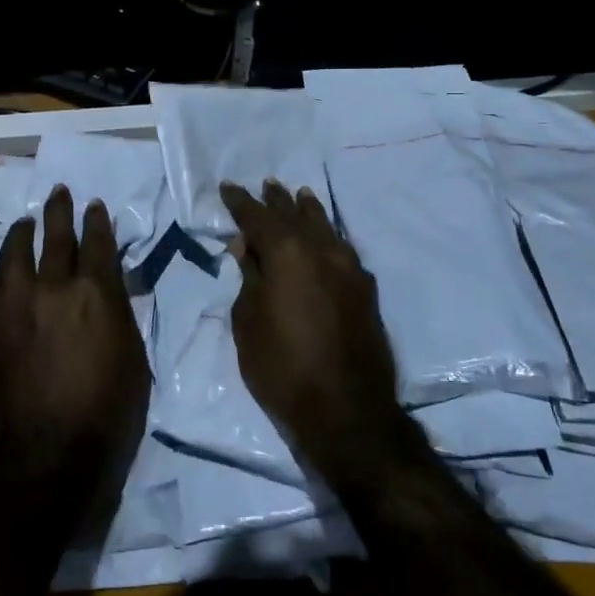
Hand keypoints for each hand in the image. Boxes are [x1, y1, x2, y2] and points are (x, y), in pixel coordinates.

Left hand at [0, 186, 151, 503]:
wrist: (52, 451)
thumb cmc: (109, 410)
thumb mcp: (133, 355)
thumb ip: (120, 313)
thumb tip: (110, 289)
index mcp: (100, 294)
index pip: (99, 245)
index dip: (97, 222)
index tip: (95, 207)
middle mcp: (59, 287)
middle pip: (59, 238)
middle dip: (62, 213)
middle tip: (62, 193)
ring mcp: (23, 303)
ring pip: (24, 252)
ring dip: (30, 230)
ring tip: (32, 218)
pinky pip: (0, 278)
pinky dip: (7, 259)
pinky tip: (10, 254)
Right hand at [221, 181, 407, 484]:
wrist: (346, 411)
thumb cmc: (282, 367)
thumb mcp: (248, 322)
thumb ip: (248, 277)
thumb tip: (247, 247)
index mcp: (287, 252)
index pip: (258, 216)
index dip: (240, 201)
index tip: (228, 187)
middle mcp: (321, 249)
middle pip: (295, 214)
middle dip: (277, 200)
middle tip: (267, 185)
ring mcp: (349, 267)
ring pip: (325, 226)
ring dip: (308, 211)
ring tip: (299, 196)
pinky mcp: (366, 289)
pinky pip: (341, 248)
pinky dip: (327, 236)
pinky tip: (324, 237)